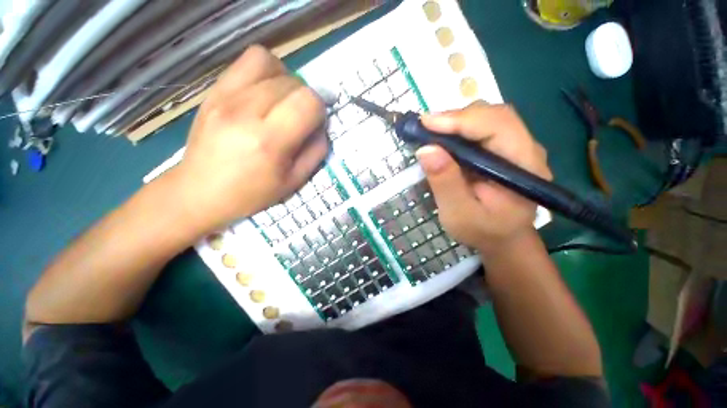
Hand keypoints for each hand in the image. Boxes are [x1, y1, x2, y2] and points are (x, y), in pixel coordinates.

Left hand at [174, 45, 328, 230]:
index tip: (315, 123)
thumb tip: (321, 127)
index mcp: (269, 141)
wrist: (199, 191)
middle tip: (300, 117)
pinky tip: (264, 93)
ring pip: (269, 63)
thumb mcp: (294, 181)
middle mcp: (245, 111)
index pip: (308, 101)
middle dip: (305, 98)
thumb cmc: (251, 193)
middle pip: (292, 82)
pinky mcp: (212, 91)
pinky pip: (245, 62)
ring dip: (286, 79)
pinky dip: (264, 72)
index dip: (319, 109)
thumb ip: (315, 152)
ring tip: (283, 100)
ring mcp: (224, 97)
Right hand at [417, 102, 551, 253]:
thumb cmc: (482, 231)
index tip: (426, 124)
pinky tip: (443, 140)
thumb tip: (426, 149)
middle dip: (456, 118)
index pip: (498, 126)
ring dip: (456, 122)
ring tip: (431, 134)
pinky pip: (481, 129)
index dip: (461, 120)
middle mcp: (525, 149)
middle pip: (493, 115)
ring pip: (487, 118)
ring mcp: (515, 147)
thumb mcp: (458, 214)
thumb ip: (445, 183)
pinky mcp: (502, 149)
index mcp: (523, 166)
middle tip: (425, 129)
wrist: (502, 238)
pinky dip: (458, 129)